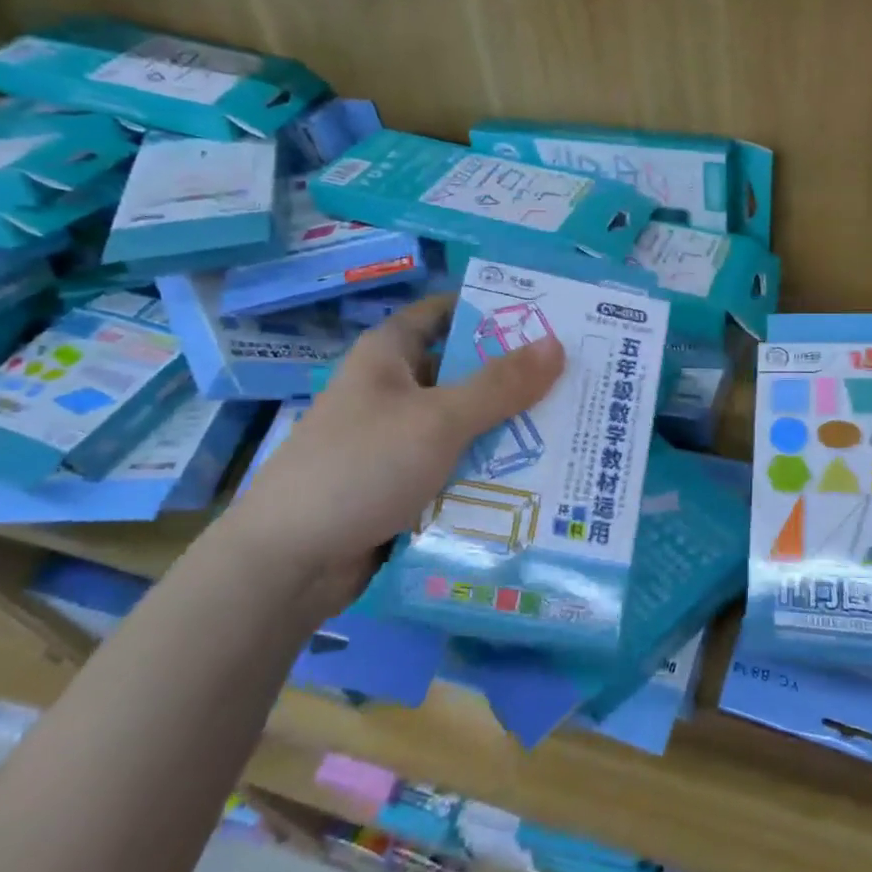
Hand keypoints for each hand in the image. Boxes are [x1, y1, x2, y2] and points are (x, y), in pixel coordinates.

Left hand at [217, 293, 563, 604]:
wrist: (290, 561)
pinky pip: (456, 466)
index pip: (446, 313)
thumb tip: (557, 344)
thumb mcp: (437, 420)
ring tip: (574, 430)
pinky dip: (489, 469)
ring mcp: (397, 440)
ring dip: (508, 429)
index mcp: (390, 355)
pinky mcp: (403, 484)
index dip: (493, 310)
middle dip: (516, 378)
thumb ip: (499, 385)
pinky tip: (537, 477)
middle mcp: (394, 390)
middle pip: (464, 372)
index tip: (550, 317)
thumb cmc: (361, 467)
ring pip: (465, 424)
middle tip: (580, 381)